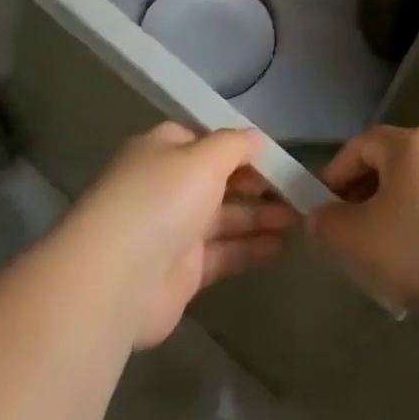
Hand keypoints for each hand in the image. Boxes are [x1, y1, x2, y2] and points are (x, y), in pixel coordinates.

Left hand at [68, 124, 297, 347]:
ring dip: (261, 216)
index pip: (204, 140)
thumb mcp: (203, 157)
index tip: (275, 155)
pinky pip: (224, 253)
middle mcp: (166, 188)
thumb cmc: (161, 200)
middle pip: (219, 180)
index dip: (239, 146)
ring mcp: (172, 232)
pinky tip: (283, 245)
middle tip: (298, 190)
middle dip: (257, 184)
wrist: (116, 280)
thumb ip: (235, 145)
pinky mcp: (182, 273)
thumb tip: (256, 139)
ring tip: (301, 217)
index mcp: (161, 152)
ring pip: (225, 218)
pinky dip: (251, 247)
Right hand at [308, 125, 418, 306]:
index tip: (324, 208)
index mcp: (406, 143)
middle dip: (365, 197)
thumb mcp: (363, 237)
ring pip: (416, 187)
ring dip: (395, 214)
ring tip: (387, 253)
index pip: (359, 146)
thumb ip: (331, 225)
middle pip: (389, 165)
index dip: (336, 174)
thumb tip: (316, 218)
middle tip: (352, 232)